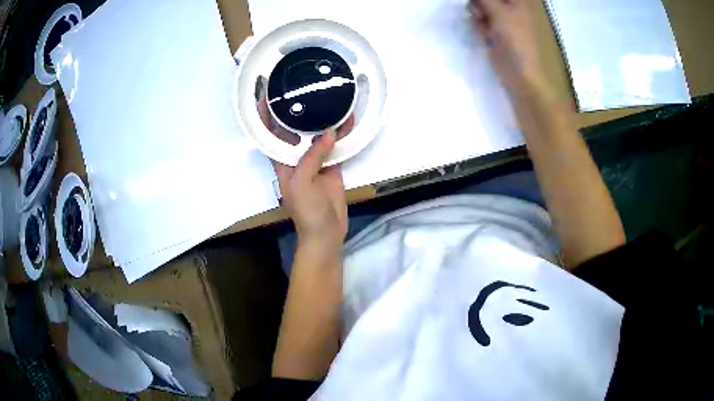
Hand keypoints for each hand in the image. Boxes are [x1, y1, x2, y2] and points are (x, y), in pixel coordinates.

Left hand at [258, 99, 348, 250]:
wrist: (327, 232)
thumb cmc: (306, 211)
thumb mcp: (301, 183)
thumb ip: (312, 157)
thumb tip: (328, 132)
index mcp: (282, 161)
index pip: (270, 134)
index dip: (265, 116)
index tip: (265, 95)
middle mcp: (296, 156)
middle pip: (295, 129)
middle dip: (298, 110)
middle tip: (304, 87)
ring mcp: (315, 160)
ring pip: (317, 134)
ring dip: (323, 119)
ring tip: (329, 97)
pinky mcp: (332, 165)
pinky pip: (336, 145)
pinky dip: (342, 133)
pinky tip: (349, 119)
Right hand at [469, 0, 546, 94]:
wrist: (519, 73)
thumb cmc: (515, 38)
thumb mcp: (498, 11)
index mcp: (518, 0)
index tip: (483, 3)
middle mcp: (510, 6)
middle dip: (479, 1)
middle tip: (480, 10)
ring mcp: (502, 19)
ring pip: (480, 5)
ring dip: (477, 11)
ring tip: (482, 21)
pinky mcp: (494, 30)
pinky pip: (480, 19)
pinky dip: (479, 24)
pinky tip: (484, 33)